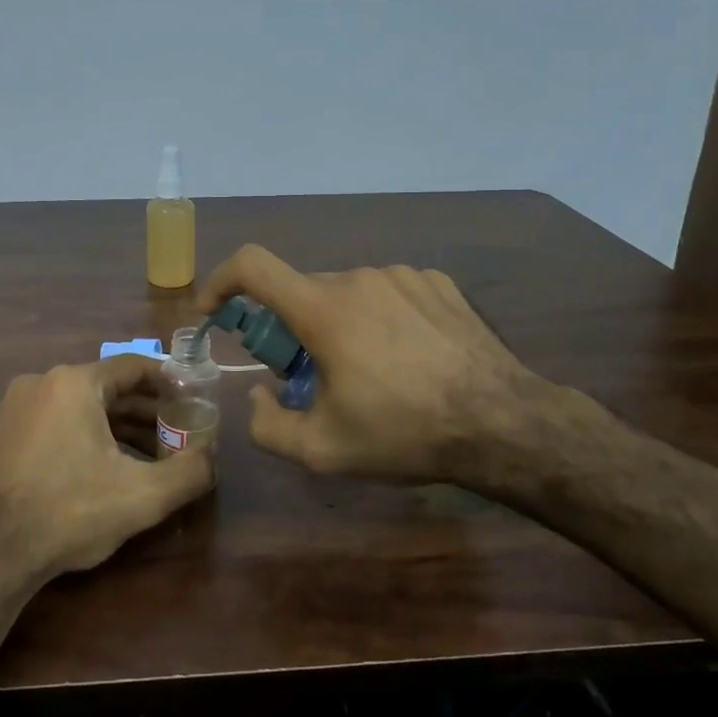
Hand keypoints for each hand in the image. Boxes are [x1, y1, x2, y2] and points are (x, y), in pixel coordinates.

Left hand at [0, 355, 214, 586]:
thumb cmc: (69, 511)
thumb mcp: (142, 496)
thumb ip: (190, 472)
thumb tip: (213, 457)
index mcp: (74, 382)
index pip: (134, 367)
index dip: (170, 381)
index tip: (193, 400)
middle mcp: (43, 382)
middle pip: (109, 388)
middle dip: (147, 412)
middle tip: (177, 435)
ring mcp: (17, 406)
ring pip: (83, 407)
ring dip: (119, 427)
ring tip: (150, 457)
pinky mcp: (3, 432)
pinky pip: (58, 422)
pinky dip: (88, 436)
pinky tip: (107, 468)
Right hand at [197, 245, 576, 483]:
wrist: (503, 423)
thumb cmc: (405, 433)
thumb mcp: (323, 450)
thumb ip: (267, 425)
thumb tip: (258, 393)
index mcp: (324, 310)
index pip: (252, 266)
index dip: (221, 281)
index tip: (214, 310)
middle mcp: (359, 278)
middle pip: (303, 292)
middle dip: (293, 329)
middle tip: (313, 377)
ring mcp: (403, 276)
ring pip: (348, 294)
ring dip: (341, 325)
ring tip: (371, 373)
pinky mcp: (437, 283)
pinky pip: (389, 293)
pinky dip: (381, 318)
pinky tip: (409, 357)